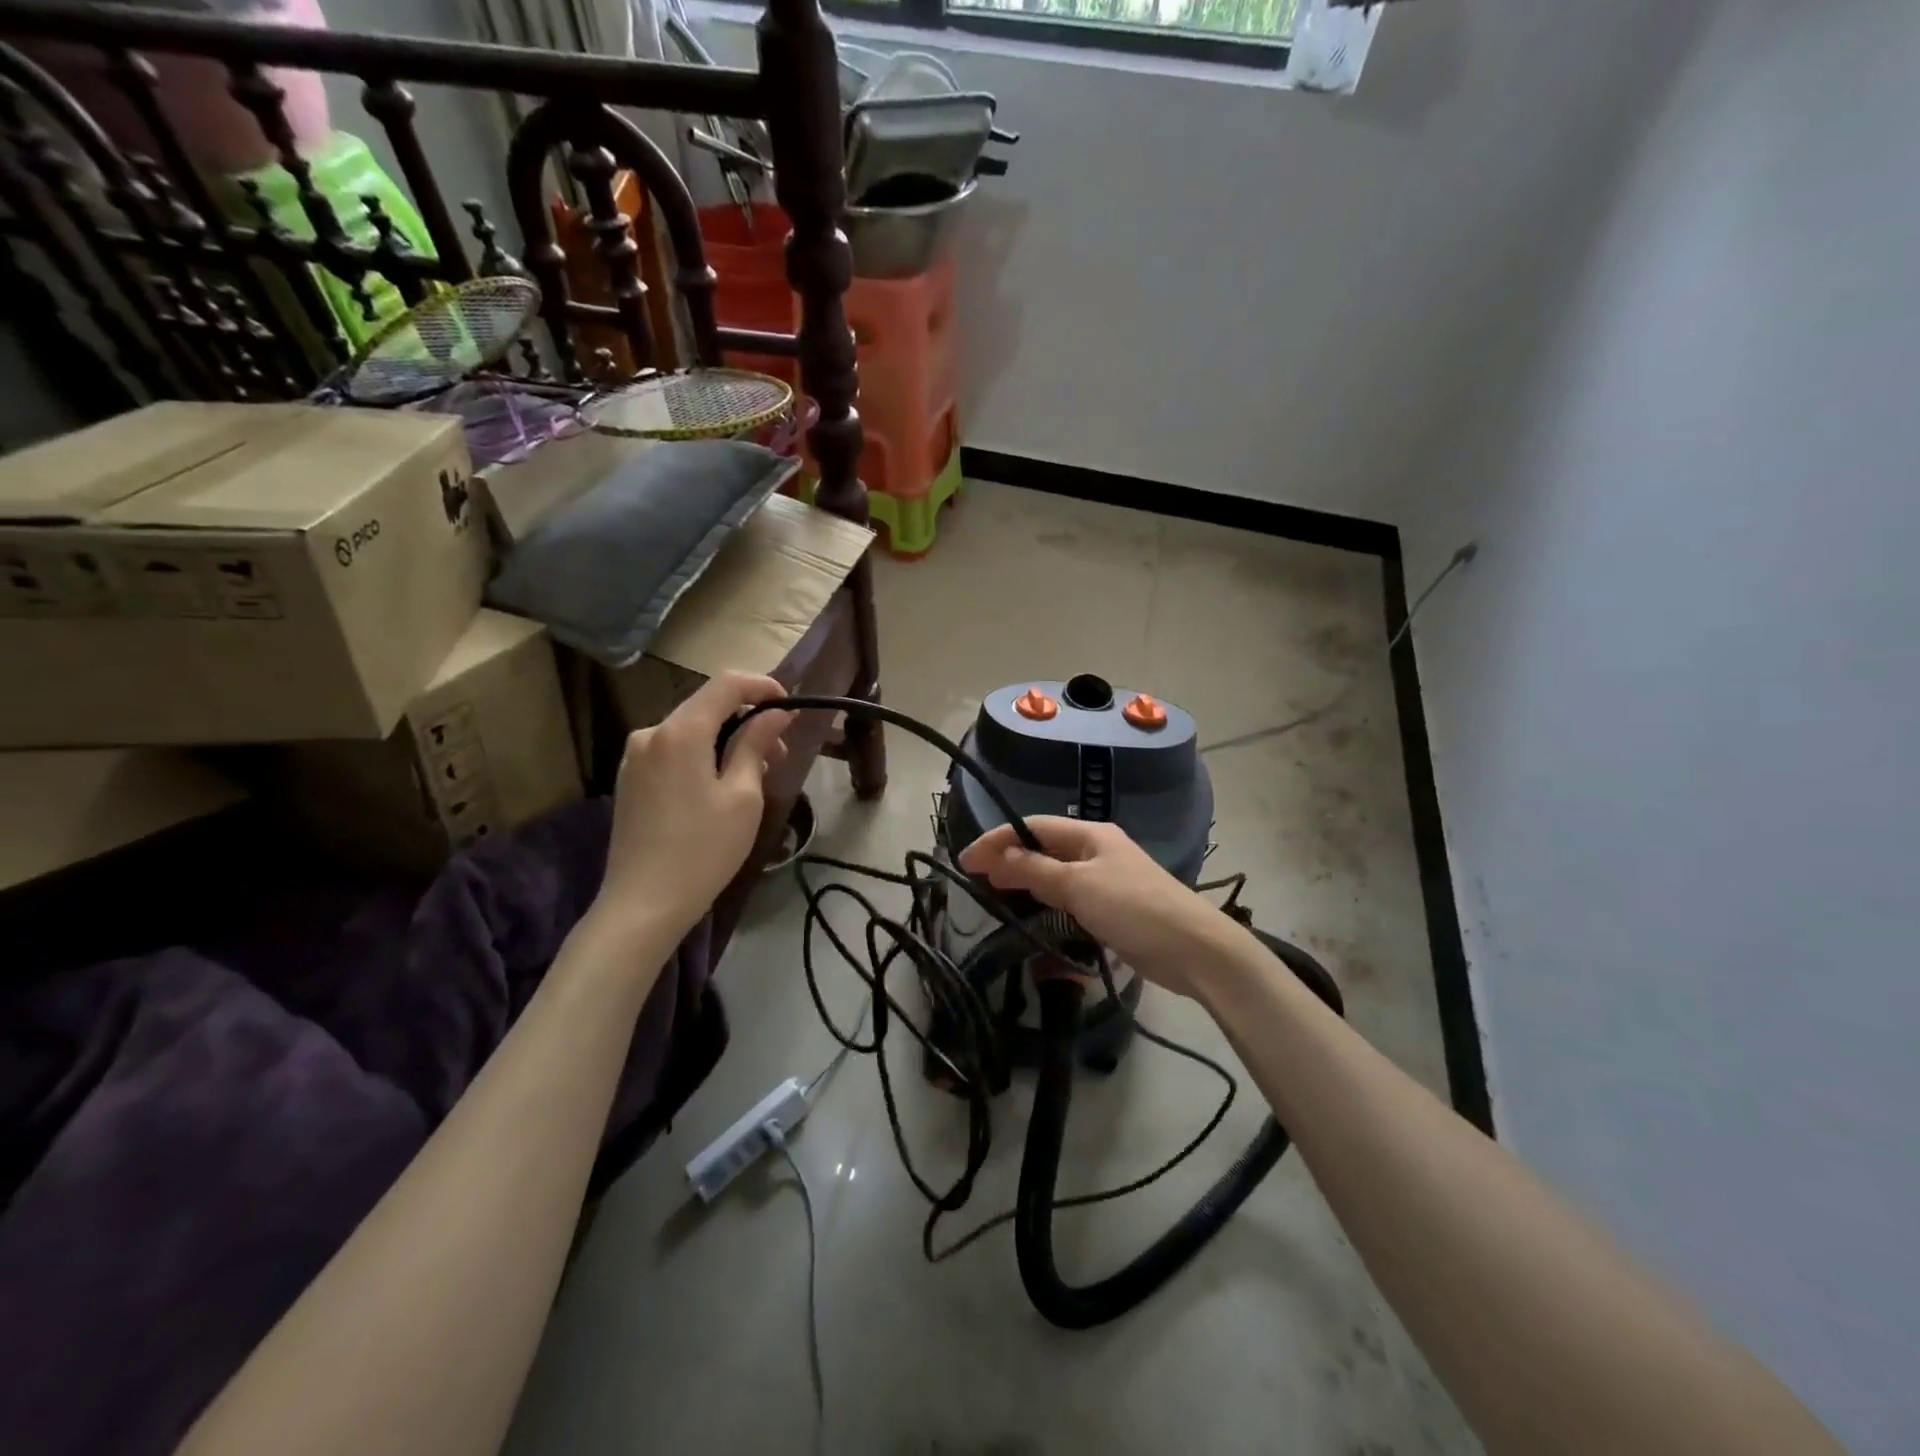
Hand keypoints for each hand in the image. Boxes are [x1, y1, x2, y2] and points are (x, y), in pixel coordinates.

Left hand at [594, 671, 792, 937]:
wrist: (643, 904)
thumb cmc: (704, 849)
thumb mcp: (742, 795)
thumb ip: (755, 744)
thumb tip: (775, 713)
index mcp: (680, 731)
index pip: (726, 684)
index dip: (762, 686)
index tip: (790, 706)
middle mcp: (651, 733)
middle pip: (707, 706)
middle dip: (748, 718)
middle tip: (780, 751)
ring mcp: (635, 756)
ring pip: (691, 730)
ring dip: (727, 739)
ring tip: (756, 772)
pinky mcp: (630, 779)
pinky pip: (674, 750)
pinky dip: (703, 754)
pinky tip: (722, 784)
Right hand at [958, 817, 1244, 998]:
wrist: (1193, 949)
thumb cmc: (1133, 907)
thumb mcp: (1078, 886)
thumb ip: (1035, 871)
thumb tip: (996, 856)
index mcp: (1090, 834)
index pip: (1033, 826)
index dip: (997, 840)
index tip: (966, 861)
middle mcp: (1096, 850)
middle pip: (1043, 847)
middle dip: (1008, 858)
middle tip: (975, 878)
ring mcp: (1105, 879)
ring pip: (1054, 872)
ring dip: (1025, 879)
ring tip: (995, 894)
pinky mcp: (1111, 908)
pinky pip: (1069, 896)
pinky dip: (1046, 900)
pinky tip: (1031, 912)